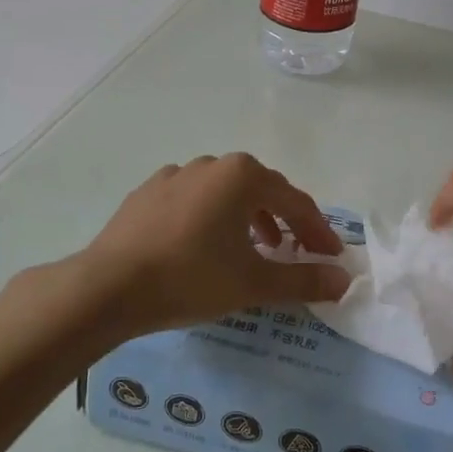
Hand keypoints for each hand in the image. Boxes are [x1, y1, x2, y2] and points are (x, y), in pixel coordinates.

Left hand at [80, 153, 350, 336]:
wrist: (108, 286)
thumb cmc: (191, 278)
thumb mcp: (254, 283)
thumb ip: (303, 280)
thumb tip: (344, 280)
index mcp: (243, 176)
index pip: (295, 202)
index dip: (317, 231)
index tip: (331, 257)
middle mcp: (212, 164)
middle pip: (261, 191)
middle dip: (285, 221)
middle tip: (297, 252)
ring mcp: (175, 175)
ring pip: (225, 193)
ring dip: (248, 218)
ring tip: (255, 250)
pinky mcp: (148, 193)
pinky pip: (193, 200)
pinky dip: (211, 218)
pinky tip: (205, 244)